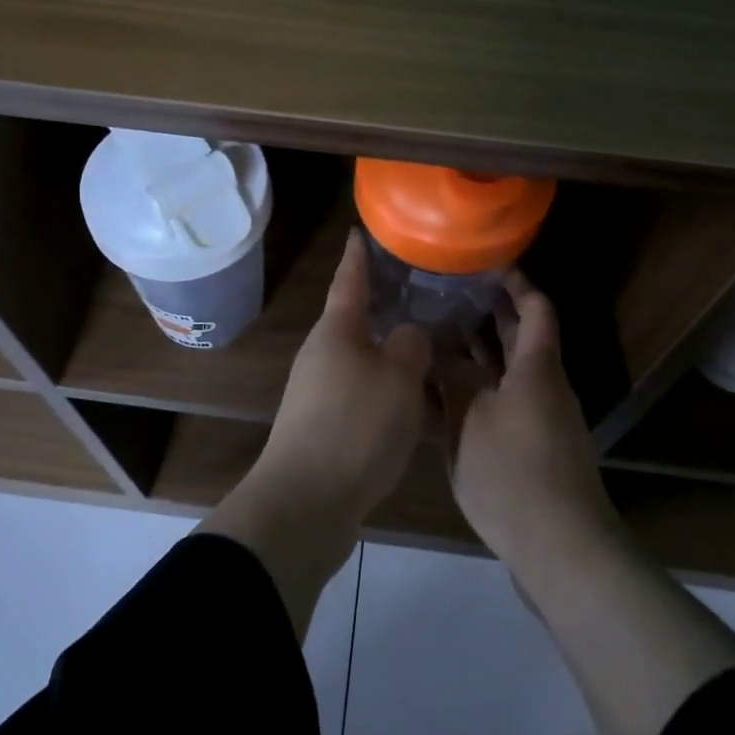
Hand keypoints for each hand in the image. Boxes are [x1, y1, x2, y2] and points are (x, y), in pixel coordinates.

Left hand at [251, 229, 432, 521]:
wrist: (306, 503)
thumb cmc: (356, 427)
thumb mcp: (398, 379)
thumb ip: (410, 346)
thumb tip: (409, 334)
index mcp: (336, 331)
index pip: (349, 280)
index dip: (359, 255)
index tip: (362, 231)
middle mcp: (322, 354)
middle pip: (355, 320)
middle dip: (384, 304)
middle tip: (420, 290)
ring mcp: (319, 392)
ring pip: (362, 359)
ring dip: (390, 351)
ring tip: (427, 345)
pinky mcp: (324, 426)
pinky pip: (363, 394)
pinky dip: (387, 389)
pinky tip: (414, 402)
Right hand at [441, 270, 619, 565]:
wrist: (560, 548)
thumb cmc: (514, 472)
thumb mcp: (472, 419)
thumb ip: (455, 379)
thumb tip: (443, 352)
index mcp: (537, 368)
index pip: (535, 309)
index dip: (516, 283)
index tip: (488, 264)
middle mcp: (544, 387)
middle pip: (522, 338)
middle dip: (491, 315)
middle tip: (450, 296)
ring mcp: (541, 420)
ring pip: (509, 373)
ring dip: (480, 355)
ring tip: (438, 339)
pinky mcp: (532, 449)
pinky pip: (504, 404)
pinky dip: (479, 392)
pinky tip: (445, 398)